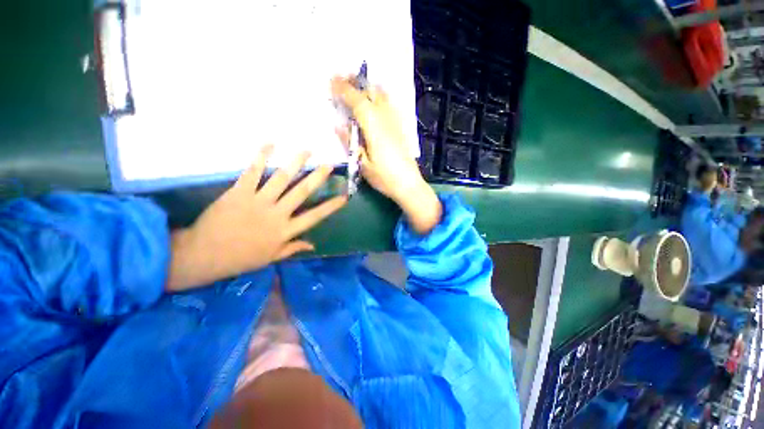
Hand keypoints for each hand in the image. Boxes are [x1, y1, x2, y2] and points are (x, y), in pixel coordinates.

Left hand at [167, 147, 347, 290]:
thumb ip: (293, 248)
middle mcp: (277, 214)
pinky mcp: (239, 192)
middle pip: (301, 192)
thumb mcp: (271, 258)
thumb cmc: (240, 259)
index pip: (314, 217)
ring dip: (296, 163)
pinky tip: (271, 143)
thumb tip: (313, 245)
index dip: (330, 207)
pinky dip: (261, 157)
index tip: (344, 197)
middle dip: (317, 178)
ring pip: (281, 179)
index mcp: (285, 231)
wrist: (204, 255)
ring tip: (307, 150)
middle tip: (329, 165)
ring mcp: (258, 201)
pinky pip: (252, 172)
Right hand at [331, 77, 440, 233]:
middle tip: (343, 76)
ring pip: (383, 96)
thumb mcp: (362, 164)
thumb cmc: (384, 178)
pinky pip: (390, 104)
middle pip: (371, 93)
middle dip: (356, 82)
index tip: (331, 80)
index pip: (357, 101)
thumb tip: (338, 125)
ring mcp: (396, 122)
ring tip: (357, 84)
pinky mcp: (401, 128)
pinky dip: (380, 96)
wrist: (409, 185)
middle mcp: (386, 119)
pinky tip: (376, 98)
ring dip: (369, 87)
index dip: (344, 89)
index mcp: (374, 128)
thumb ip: (349, 142)